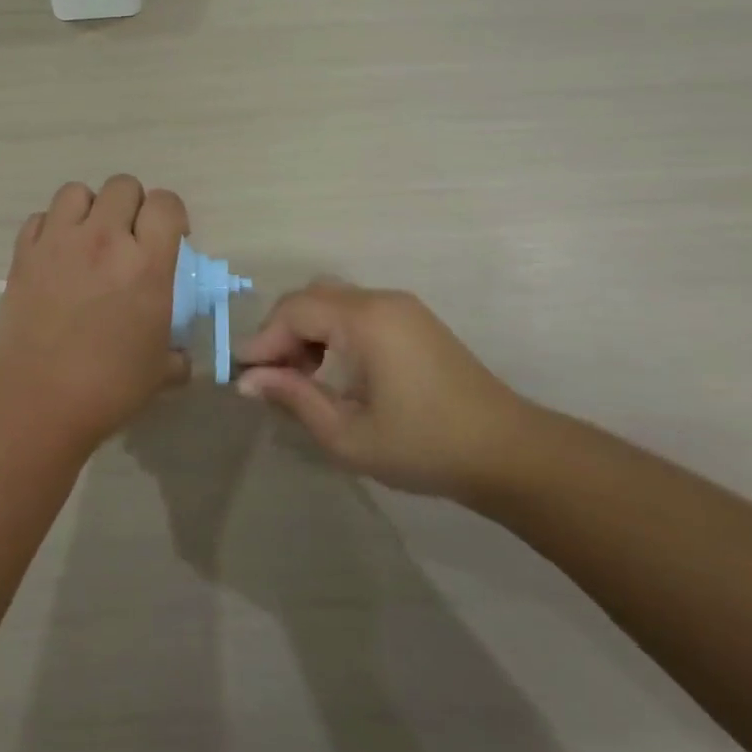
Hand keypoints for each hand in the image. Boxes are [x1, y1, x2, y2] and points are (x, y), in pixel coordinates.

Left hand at [0, 175, 190, 450]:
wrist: (40, 399)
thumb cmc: (109, 387)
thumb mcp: (161, 371)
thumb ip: (178, 355)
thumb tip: (181, 357)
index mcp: (146, 263)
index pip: (166, 203)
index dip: (172, 214)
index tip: (170, 237)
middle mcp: (103, 240)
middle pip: (122, 186)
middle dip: (132, 206)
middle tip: (128, 238)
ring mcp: (58, 242)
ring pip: (76, 191)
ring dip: (88, 208)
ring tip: (88, 238)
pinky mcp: (23, 254)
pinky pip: (39, 217)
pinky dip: (50, 228)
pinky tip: (55, 255)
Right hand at [233, 282, 531, 497]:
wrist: (509, 453)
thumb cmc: (423, 446)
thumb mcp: (347, 434)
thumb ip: (293, 398)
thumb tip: (248, 381)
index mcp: (365, 320)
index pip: (293, 311)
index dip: (262, 341)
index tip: (243, 376)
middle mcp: (380, 300)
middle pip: (309, 298)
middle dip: (281, 333)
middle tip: (273, 378)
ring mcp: (401, 307)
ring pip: (331, 301)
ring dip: (306, 331)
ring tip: (303, 378)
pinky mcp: (413, 321)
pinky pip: (355, 310)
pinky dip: (331, 331)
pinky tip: (334, 371)